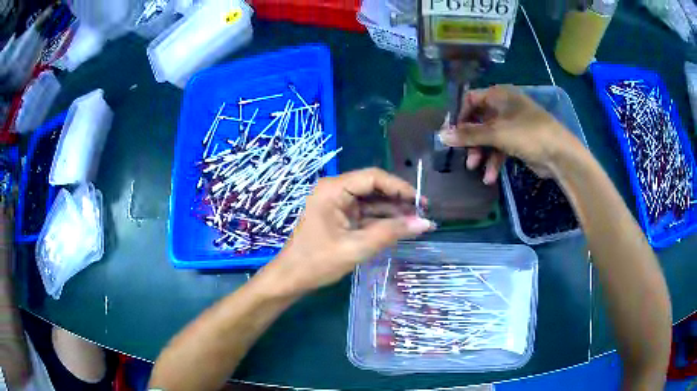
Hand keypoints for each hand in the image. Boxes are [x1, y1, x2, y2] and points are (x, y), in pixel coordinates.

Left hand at [265, 168, 434, 294]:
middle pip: (373, 187)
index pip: (373, 177)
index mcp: (333, 190)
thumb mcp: (357, 248)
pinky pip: (365, 213)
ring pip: (371, 200)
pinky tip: (399, 227)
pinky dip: (381, 220)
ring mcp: (337, 203)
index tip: (421, 201)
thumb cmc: (317, 262)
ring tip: (416, 222)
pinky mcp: (339, 216)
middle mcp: (335, 190)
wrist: (291, 278)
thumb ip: (391, 233)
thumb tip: (425, 223)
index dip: (400, 187)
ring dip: (392, 210)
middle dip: (398, 199)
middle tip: (422, 212)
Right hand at [440, 85, 581, 178]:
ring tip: (475, 169)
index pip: (470, 99)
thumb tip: (441, 135)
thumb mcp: (496, 133)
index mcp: (499, 95)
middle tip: (462, 155)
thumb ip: (469, 134)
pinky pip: (500, 148)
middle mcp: (504, 106)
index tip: (450, 133)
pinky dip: (494, 161)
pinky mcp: (518, 141)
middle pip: (479, 120)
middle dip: (470, 140)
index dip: (459, 116)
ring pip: (489, 137)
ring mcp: (512, 124)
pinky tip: (490, 177)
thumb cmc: (528, 134)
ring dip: (481, 153)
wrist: (559, 154)